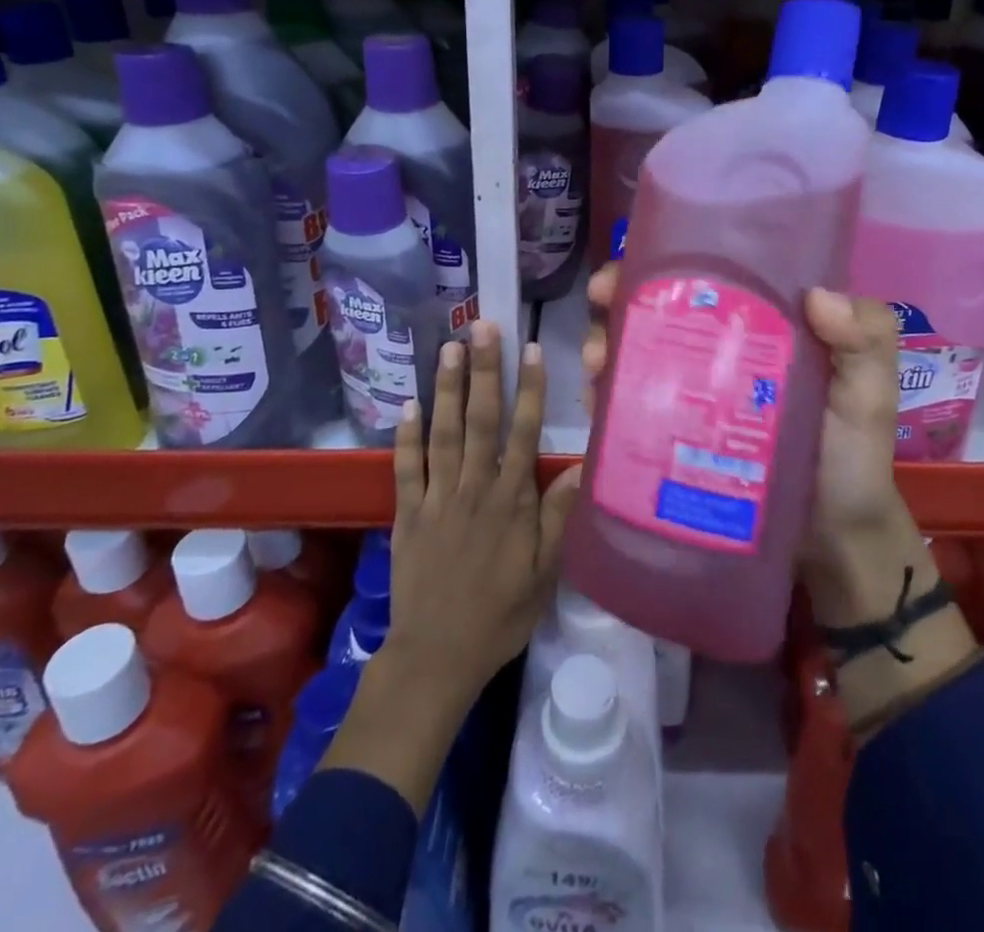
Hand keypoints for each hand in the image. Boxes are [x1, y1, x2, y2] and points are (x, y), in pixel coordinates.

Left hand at [385, 319, 578, 713]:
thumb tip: (579, 468)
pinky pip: (406, 467)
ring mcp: (437, 497)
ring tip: (449, 347)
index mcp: (511, 501)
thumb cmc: (499, 616)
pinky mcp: (407, 513)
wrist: (436, 657)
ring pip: (443, 432)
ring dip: (446, 388)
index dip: (529, 389)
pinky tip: (407, 403)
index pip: (523, 433)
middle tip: (483, 327)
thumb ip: (558, 519)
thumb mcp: (544, 575)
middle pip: (480, 420)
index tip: (529, 349)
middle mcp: (474, 488)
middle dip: (483, 371)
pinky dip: (405, 435)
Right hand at [579, 266, 915, 592]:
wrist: (833, 545)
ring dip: (605, 343)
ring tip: (597, 360)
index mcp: (761, 324)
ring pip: (637, 352)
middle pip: (659, 308)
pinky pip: (631, 406)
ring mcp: (691, 394)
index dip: (668, 259)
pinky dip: (606, 395)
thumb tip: (817, 294)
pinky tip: (595, 399)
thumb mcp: (870, 394)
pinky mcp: (673, 437)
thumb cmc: (853, 459)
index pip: (710, 276)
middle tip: (600, 301)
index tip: (634, 259)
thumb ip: (866, 341)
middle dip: (620, 297)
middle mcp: (719, 350)